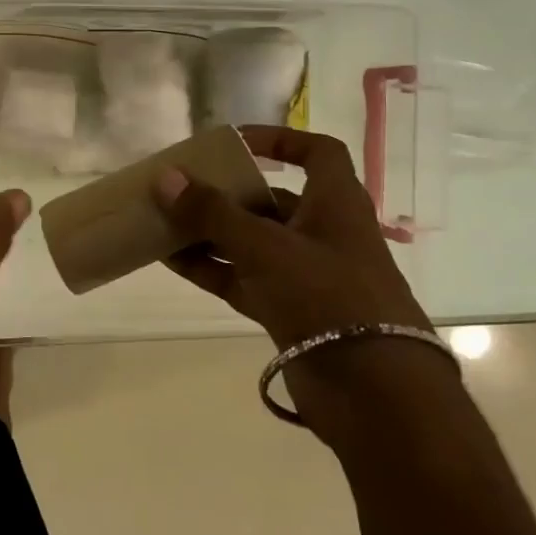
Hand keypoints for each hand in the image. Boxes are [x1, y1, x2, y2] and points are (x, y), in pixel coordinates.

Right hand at [152, 126, 453, 447]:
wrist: (374, 394)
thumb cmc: (327, 296)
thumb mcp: (266, 246)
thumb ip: (212, 213)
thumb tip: (165, 178)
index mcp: (335, 204)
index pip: (317, 152)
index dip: (280, 139)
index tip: (235, 142)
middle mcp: (322, 233)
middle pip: (271, 199)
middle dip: (226, 192)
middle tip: (181, 186)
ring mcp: (304, 274)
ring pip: (250, 241)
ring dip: (209, 231)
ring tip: (162, 220)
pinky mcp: (288, 310)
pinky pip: (241, 278)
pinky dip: (209, 267)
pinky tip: (169, 258)